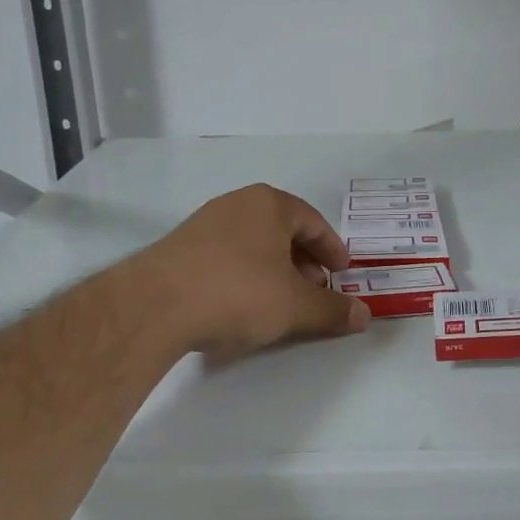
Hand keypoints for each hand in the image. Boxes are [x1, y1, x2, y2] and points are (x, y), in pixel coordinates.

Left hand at [140, 183, 369, 357]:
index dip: (333, 250)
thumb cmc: (237, 292)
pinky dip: (246, 274)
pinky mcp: (180, 246)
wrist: (154, 305)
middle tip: (315, 290)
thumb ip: (332, 309)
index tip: (342, 274)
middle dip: (304, 261)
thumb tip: (365, 315)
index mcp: (270, 204)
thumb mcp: (294, 305)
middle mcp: (238, 204)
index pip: (314, 222)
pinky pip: (227, 255)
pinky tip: (243, 303)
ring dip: (275, 269)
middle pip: (283, 230)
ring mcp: (205, 223)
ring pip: (254, 243)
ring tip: (281, 301)